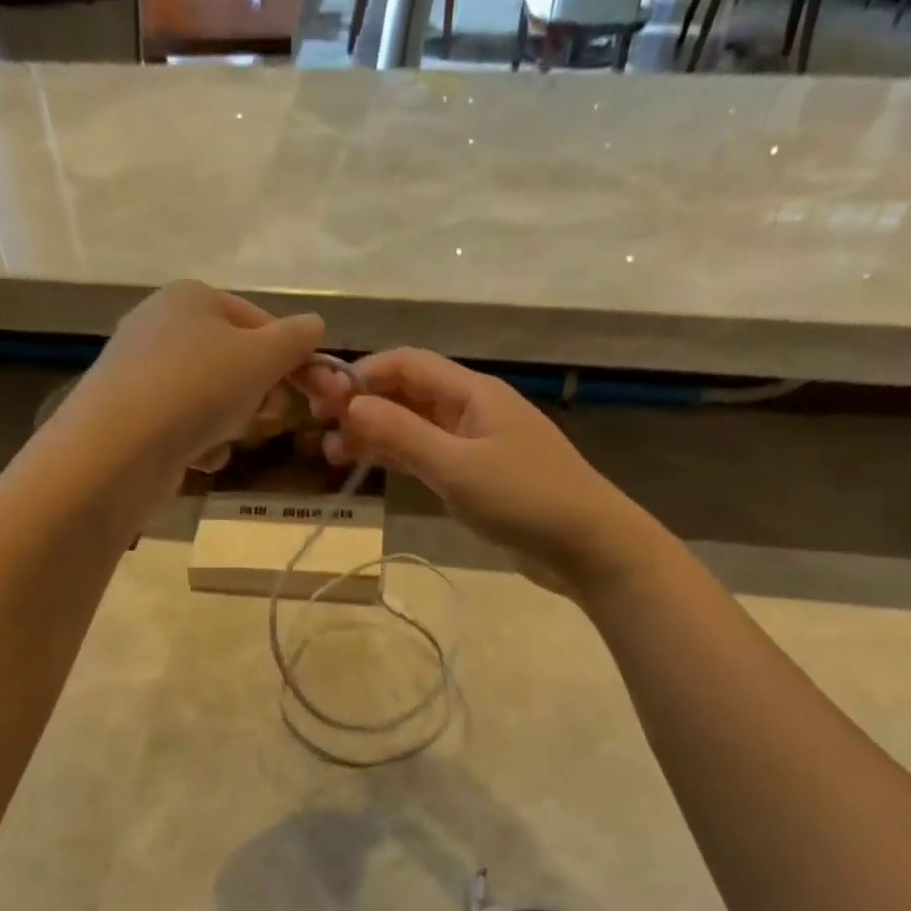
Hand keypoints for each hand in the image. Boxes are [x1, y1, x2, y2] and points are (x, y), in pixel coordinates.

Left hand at [58, 281, 330, 478]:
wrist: (119, 447)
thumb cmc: (199, 387)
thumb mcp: (262, 356)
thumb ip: (296, 338)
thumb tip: (315, 325)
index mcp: (192, 297)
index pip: (259, 320)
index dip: (290, 356)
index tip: (313, 391)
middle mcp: (162, 325)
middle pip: (235, 360)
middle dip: (259, 392)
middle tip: (269, 415)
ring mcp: (142, 372)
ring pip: (212, 397)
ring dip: (232, 422)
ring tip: (226, 438)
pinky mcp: (131, 415)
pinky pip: (183, 425)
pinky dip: (200, 442)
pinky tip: (200, 459)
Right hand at [315, 349, 660, 594]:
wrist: (589, 546)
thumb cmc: (524, 499)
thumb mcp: (456, 466)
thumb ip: (402, 434)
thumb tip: (350, 403)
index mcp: (472, 392)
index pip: (406, 364)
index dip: (361, 374)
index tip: (321, 400)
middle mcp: (471, 409)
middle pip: (407, 393)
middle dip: (363, 405)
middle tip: (321, 432)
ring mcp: (475, 442)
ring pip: (414, 425)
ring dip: (376, 433)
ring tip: (335, 455)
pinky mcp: (477, 474)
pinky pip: (428, 453)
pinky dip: (398, 457)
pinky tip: (372, 468)